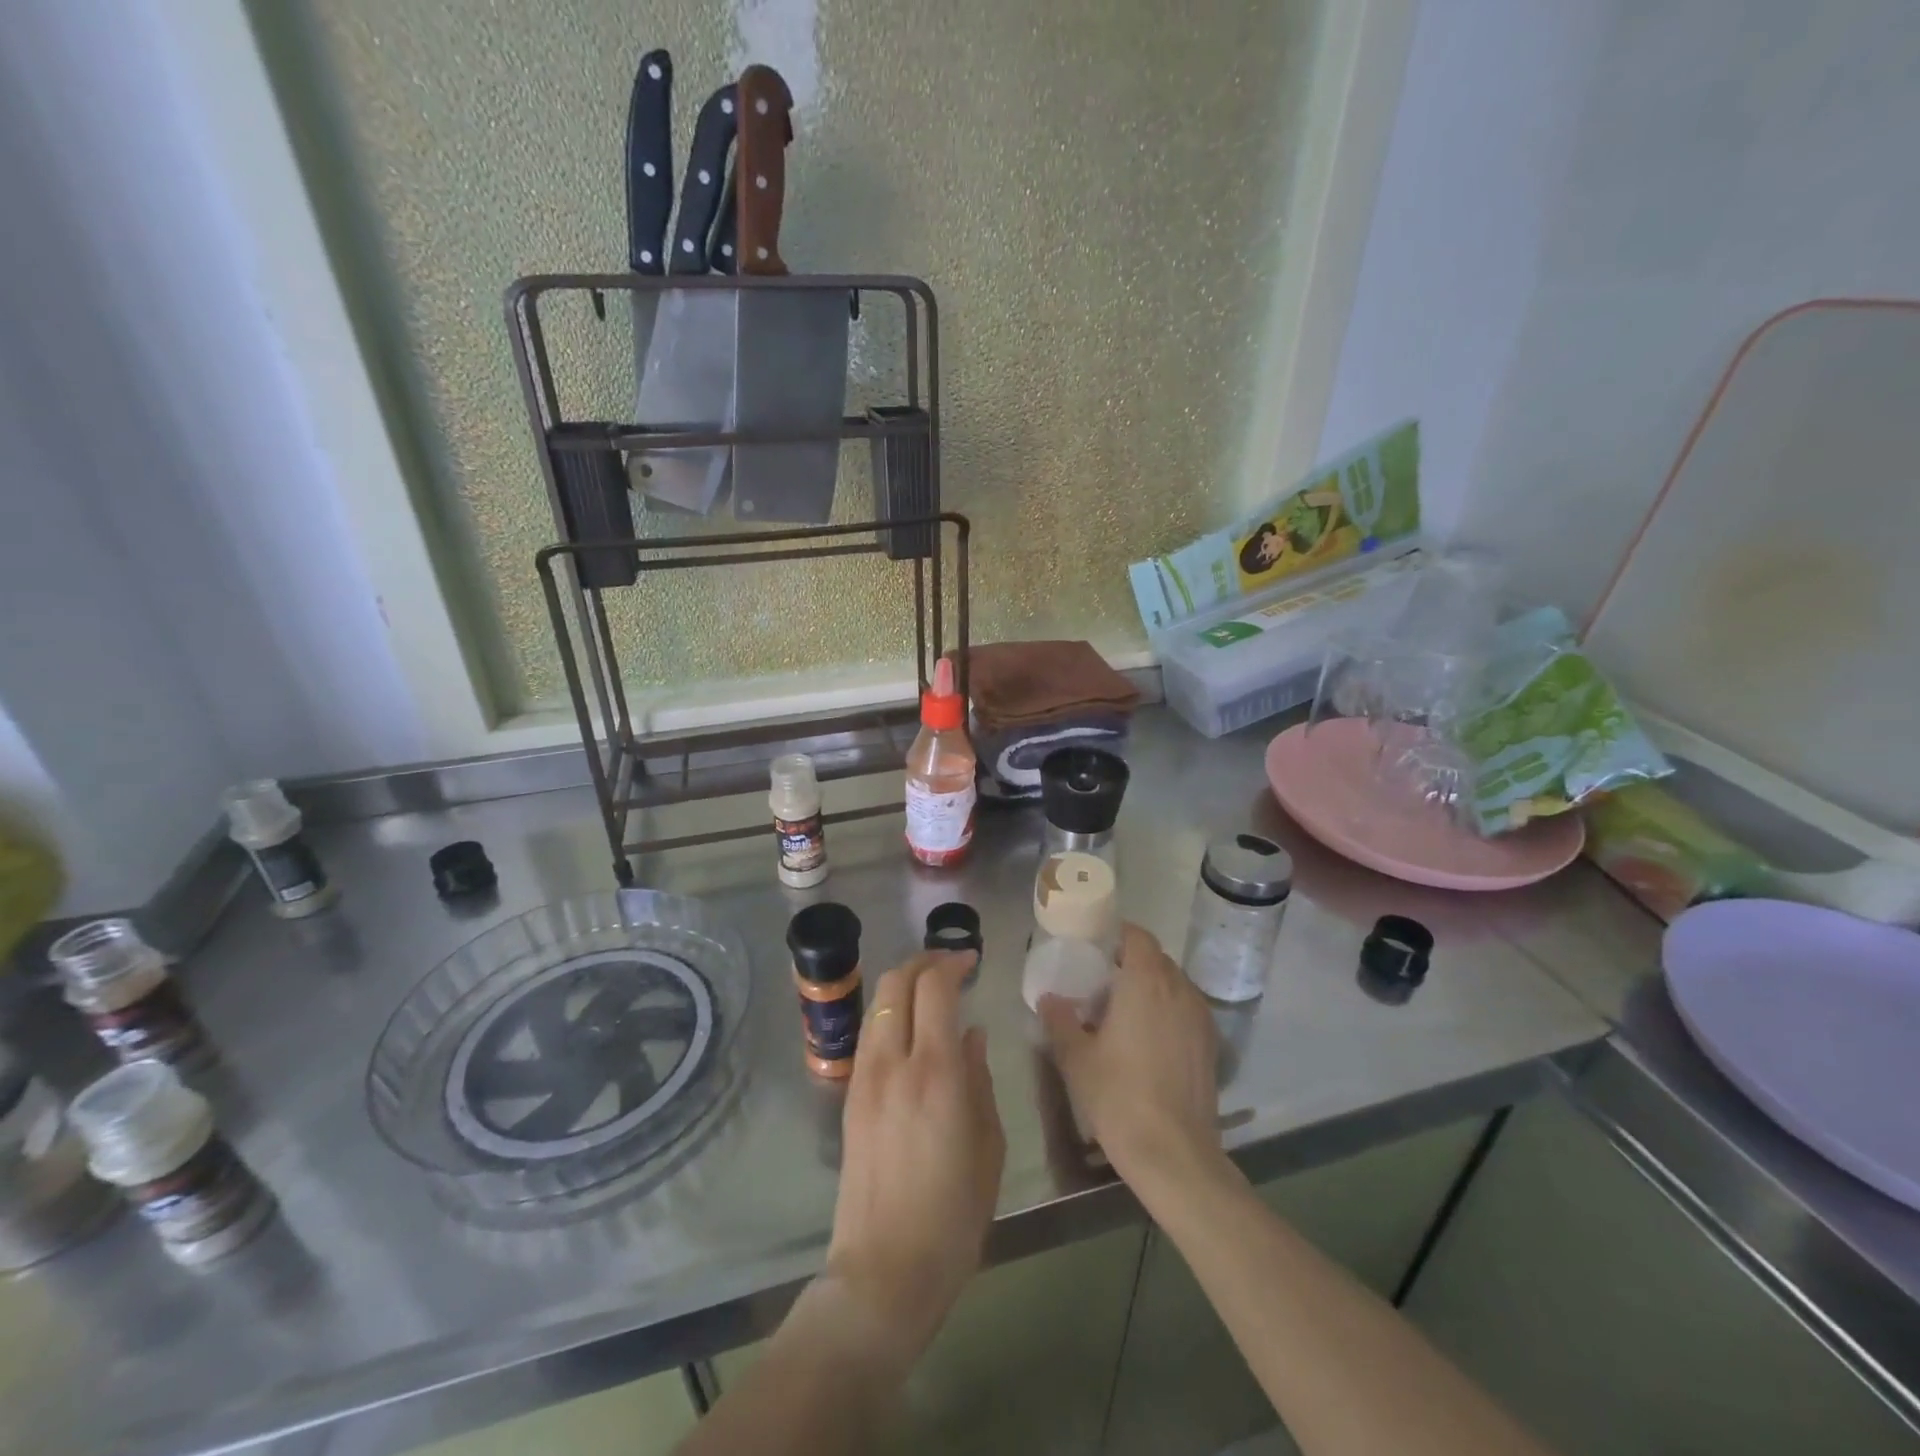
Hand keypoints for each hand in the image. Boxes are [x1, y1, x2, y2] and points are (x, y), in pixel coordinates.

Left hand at [823, 950, 1004, 1364]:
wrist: (885, 1270)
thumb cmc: (954, 1215)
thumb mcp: (988, 1146)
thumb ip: (979, 1080)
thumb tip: (971, 1035)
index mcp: (934, 1072)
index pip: (935, 988)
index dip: (952, 962)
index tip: (972, 960)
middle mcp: (893, 1062)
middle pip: (896, 982)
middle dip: (924, 961)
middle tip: (951, 964)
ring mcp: (864, 1077)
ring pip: (877, 1003)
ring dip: (903, 984)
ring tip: (931, 992)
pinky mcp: (850, 1096)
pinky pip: (869, 1033)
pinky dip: (890, 1013)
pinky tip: (911, 1031)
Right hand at [1039, 923, 1222, 1187]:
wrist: (1174, 1154)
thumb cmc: (1119, 1096)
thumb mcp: (1076, 1058)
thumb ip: (1060, 1021)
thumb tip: (1049, 998)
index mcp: (1145, 981)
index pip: (1138, 936)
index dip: (1117, 935)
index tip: (1096, 948)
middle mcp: (1178, 989)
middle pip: (1156, 959)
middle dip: (1131, 963)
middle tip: (1102, 983)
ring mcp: (1200, 1017)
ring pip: (1174, 985)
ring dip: (1151, 988)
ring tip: (1124, 1013)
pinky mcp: (1211, 1045)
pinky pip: (1186, 1010)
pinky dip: (1168, 1012)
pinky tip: (1148, 1041)